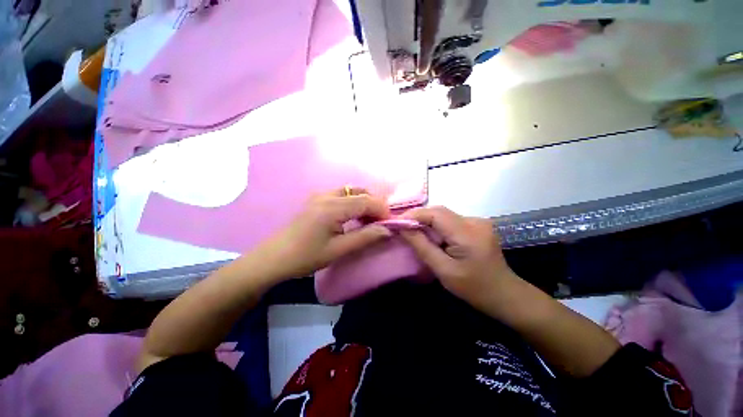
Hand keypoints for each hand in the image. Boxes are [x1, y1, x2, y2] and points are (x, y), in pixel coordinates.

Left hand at [253, 188, 392, 279]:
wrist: (275, 257)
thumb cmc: (306, 256)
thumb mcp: (339, 250)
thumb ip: (365, 237)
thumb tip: (388, 230)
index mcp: (332, 207)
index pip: (366, 200)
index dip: (382, 210)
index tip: (390, 223)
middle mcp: (327, 195)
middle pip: (360, 192)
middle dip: (374, 205)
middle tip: (380, 222)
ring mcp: (320, 195)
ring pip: (351, 191)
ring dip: (364, 202)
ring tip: (369, 220)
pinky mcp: (317, 199)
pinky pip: (342, 194)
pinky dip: (353, 202)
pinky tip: (354, 216)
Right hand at [400, 206, 517, 302]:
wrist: (505, 294)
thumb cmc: (474, 288)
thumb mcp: (444, 270)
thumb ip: (422, 246)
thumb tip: (403, 228)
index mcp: (468, 234)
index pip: (435, 214)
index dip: (413, 214)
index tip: (396, 222)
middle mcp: (474, 221)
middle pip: (439, 211)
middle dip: (418, 217)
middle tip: (402, 227)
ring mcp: (478, 222)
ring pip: (444, 215)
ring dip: (427, 221)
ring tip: (413, 231)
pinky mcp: (477, 225)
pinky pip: (451, 220)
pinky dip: (437, 225)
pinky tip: (432, 236)